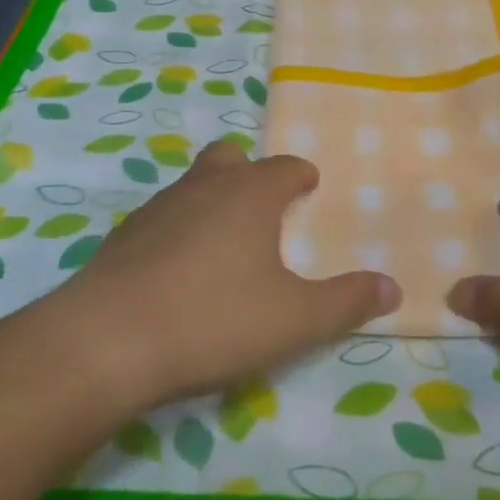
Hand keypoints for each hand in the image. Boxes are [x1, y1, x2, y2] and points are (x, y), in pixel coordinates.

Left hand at [46, 140, 400, 410]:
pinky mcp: (123, 236)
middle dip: (249, 173)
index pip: (284, 167)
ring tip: (223, 243)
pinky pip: (162, 218)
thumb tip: (393, 288)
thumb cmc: (213, 319)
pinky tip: (178, 272)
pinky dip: (177, 230)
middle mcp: (204, 186)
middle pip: (231, 158)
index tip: (309, 186)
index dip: (300, 175)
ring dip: (212, 200)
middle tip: (263, 208)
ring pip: (193, 184)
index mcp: (250, 194)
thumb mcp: (294, 320)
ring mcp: (158, 207)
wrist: (106, 341)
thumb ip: (346, 302)